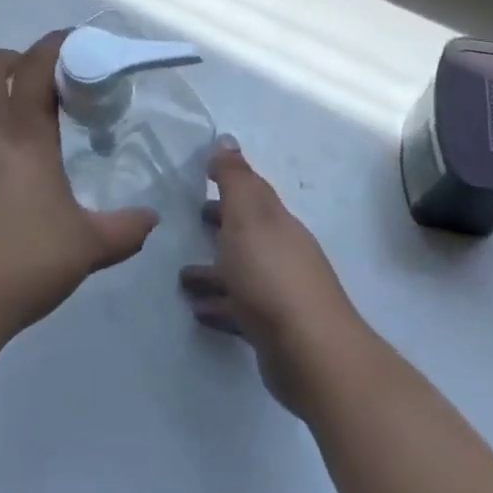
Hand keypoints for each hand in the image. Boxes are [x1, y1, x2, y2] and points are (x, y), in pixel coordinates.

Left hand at [0, 30, 158, 343]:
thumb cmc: (20, 264)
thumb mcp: (86, 249)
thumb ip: (124, 230)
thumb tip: (151, 219)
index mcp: (21, 132)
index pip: (36, 66)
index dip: (55, 45)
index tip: (71, 43)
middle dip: (10, 62)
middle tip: (31, 82)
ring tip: (1, 131)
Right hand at [180, 143, 368, 416]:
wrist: (311, 353)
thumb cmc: (271, 276)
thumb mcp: (248, 217)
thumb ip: (235, 179)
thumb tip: (226, 139)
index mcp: (276, 222)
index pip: (253, 193)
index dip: (231, 180)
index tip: (203, 172)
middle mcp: (282, 252)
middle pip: (248, 231)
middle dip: (223, 222)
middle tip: (192, 217)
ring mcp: (279, 293)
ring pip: (241, 272)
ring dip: (215, 270)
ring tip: (182, 275)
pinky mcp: (272, 330)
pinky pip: (239, 309)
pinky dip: (220, 305)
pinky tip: (198, 310)